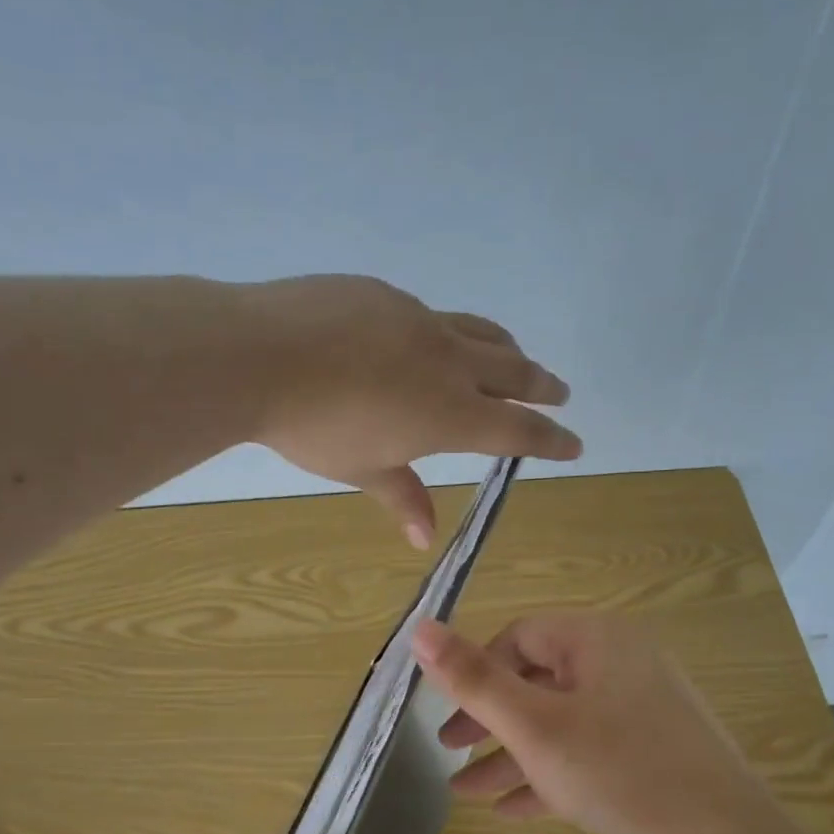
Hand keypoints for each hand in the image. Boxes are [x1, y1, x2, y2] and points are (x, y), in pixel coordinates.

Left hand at [243, 275, 580, 547]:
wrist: (258, 355)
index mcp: (449, 413)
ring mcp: (418, 320)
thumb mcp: (361, 468)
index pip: (517, 430)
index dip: (550, 440)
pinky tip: (432, 340)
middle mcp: (447, 362)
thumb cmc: (313, 427)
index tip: (575, 444)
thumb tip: (424, 538)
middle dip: (541, 386)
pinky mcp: (387, 295)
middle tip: (561, 393)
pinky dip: (450, 333)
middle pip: (512, 372)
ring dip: (506, 350)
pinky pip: (433, 315)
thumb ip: (401, 495)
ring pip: (479, 333)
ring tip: (515, 359)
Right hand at [410, 614, 785, 833]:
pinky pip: (590, 751)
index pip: (519, 636)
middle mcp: (623, 662)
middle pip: (537, 681)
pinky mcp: (655, 750)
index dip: (478, 673)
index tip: (452, 716)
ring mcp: (643, 708)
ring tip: (466, 793)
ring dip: (512, 755)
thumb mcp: (534, 727)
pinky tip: (513, 810)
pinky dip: (551, 773)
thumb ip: (474, 679)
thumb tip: (420, 628)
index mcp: (597, 640)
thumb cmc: (619, 772)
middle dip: (488, 721)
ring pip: (560, 723)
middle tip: (451, 752)